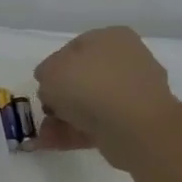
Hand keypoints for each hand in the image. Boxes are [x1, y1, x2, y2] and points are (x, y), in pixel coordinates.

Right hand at [32, 25, 181, 168]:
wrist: (133, 126)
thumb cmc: (88, 85)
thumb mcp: (49, 71)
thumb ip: (45, 73)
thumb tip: (52, 84)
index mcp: (111, 38)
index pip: (74, 49)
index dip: (53, 68)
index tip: (43, 86)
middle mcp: (128, 60)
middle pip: (83, 78)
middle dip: (60, 98)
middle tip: (46, 112)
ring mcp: (135, 92)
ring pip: (91, 103)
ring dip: (65, 118)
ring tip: (45, 136)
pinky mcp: (138, 121)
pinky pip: (101, 123)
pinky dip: (78, 132)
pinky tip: (56, 143)